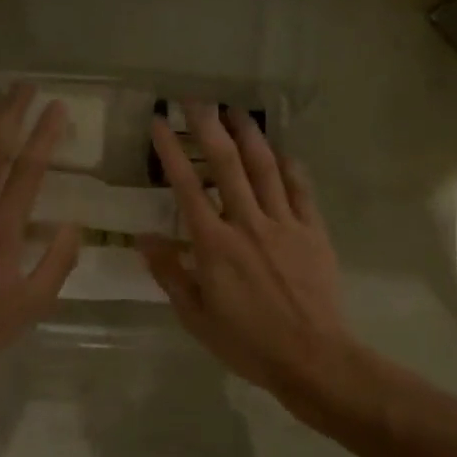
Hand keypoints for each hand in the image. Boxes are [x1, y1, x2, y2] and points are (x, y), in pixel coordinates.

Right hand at [139, 103, 378, 431]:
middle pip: (226, 165)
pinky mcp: (313, 232)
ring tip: (236, 111)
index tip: (160, 122)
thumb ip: (170, 273)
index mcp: (214, 244)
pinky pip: (300, 191)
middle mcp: (247, 223)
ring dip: (249, 136)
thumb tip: (143, 239)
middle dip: (209, 128)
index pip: (186, 187)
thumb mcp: (196, 316)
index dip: (171, 151)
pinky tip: (282, 153)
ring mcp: (284, 224)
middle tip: (196, 100)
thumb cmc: (247, 342)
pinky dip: (290, 168)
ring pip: (264, 169)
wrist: (312, 357)